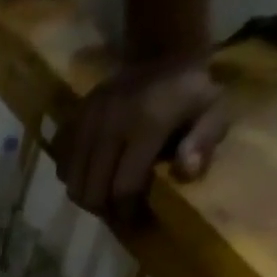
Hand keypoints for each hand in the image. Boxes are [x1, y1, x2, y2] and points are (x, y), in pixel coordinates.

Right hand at [53, 58, 227, 215]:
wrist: (160, 53)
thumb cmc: (190, 92)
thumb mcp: (214, 111)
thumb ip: (204, 142)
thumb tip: (186, 173)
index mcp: (146, 124)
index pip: (123, 187)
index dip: (128, 212)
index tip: (136, 222)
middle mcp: (108, 124)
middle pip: (90, 190)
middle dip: (104, 209)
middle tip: (119, 212)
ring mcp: (84, 123)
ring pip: (72, 183)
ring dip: (87, 197)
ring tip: (105, 197)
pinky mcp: (70, 122)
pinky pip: (63, 166)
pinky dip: (75, 179)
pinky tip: (93, 176)